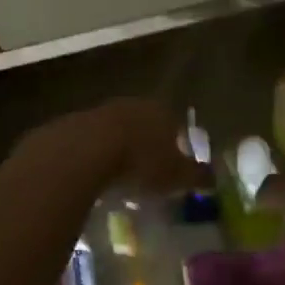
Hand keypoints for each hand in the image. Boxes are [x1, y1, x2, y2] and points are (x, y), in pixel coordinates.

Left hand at [30, 98, 206, 196]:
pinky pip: (89, 143)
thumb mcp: (176, 176)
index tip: (174, 165)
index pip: (175, 123)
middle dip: (146, 145)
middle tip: (147, 172)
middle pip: (143, 124)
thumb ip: (196, 176)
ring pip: (115, 131)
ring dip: (118, 150)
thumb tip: (214, 179)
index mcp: (160, 111)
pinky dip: (93, 157)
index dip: (176, 144)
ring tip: (118, 178)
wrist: (83, 153)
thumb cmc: (140, 162)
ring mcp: (99, 111)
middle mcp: (131, 105)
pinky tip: (92, 176)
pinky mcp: (70, 125)